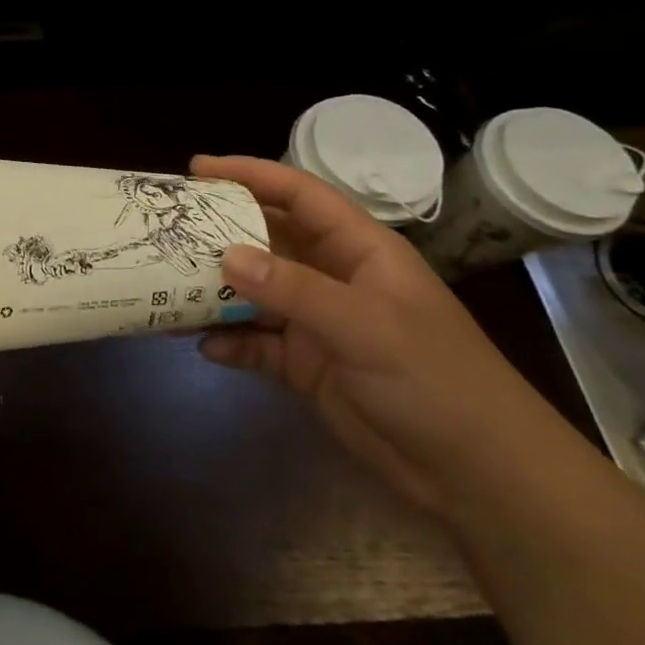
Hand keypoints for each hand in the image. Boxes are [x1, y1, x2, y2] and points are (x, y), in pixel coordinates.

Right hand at [189, 155, 564, 515]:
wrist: (478, 475)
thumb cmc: (436, 382)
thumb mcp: (367, 327)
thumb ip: (294, 290)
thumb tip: (225, 256)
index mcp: (359, 251)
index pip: (299, 195)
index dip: (251, 175)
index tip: (196, 168)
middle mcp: (334, 278)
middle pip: (267, 240)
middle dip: (219, 232)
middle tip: (167, 228)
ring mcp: (319, 323)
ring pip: (254, 293)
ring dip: (215, 292)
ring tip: (167, 288)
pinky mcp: (307, 365)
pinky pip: (256, 343)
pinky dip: (230, 342)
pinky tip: (204, 346)